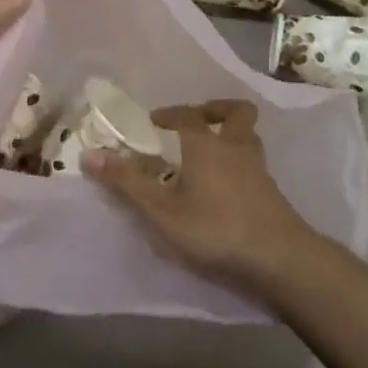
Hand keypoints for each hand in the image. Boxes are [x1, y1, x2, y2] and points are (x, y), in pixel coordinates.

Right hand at [86, 99, 317, 289]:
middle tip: (196, 122)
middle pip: (236, 113)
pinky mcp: (272, 192)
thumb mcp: (161, 210)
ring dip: (231, 136)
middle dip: (215, 110)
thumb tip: (89, 154)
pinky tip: (227, 187)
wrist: (278, 257)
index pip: (186, 115)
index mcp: (206, 144)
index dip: (169, 113)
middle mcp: (236, 147)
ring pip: (249, 137)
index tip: (152, 121)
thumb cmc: (214, 227)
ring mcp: (259, 169)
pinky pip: (254, 163)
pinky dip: (240, 164)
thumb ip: (127, 183)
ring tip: (211, 153)